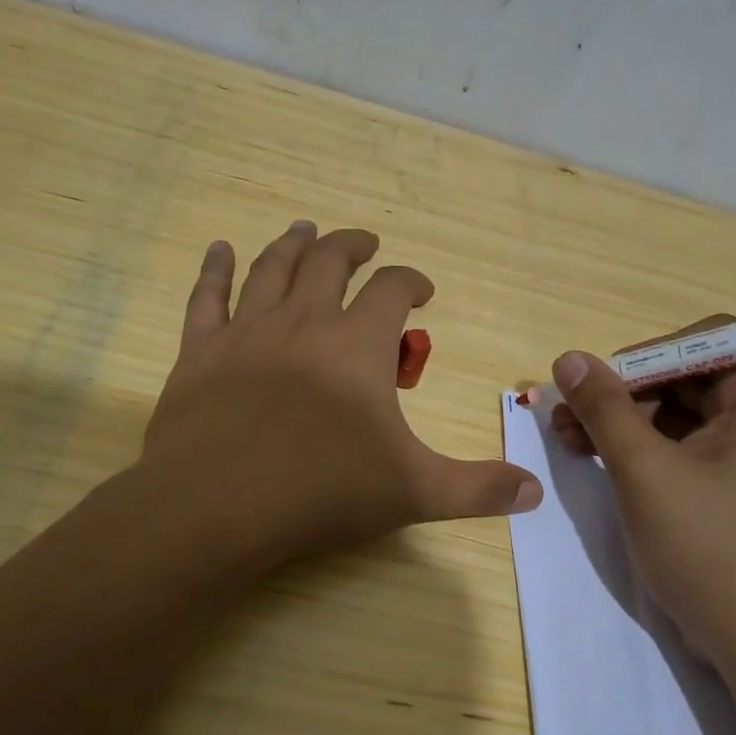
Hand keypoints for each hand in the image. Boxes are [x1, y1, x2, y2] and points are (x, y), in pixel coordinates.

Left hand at [140, 222, 541, 569]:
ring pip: (271, 267)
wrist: (218, 505)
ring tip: (304, 229)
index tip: (421, 289)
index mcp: (357, 344)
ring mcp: (247, 331)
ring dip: (292, 244)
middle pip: (328, 261)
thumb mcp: (413, 491)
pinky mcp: (200, 351)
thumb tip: (535, 492)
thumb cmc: (321, 491)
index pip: (392, 289)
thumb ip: (477, 489)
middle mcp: (303, 321)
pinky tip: (218, 249)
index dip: (410, 280)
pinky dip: (214, 269)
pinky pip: (207, 296)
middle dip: (350, 246)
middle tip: (363, 243)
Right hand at [549, 317, 735, 670]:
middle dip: (623, 392)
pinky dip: (641, 451)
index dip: (650, 353)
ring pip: (679, 416)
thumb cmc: (709, 549)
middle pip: (687, 379)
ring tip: (568, 439)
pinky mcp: (733, 492)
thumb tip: (568, 359)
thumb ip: (605, 409)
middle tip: (567, 413)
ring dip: (623, 422)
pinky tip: (597, 461)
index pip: (708, 341)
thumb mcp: (645, 472)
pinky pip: (683, 451)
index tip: (603, 383)